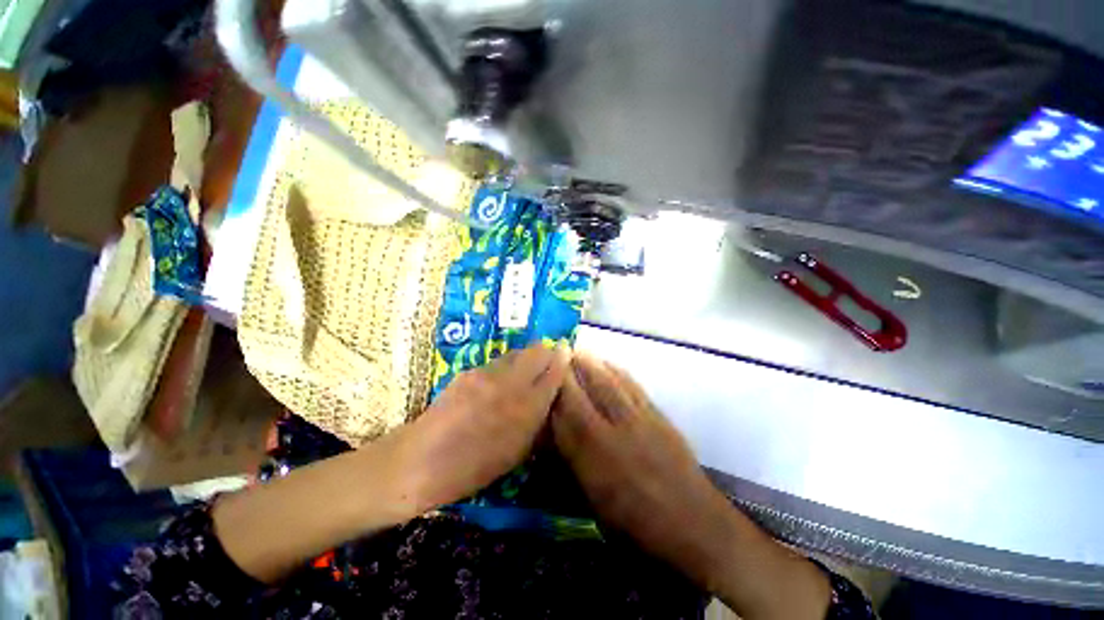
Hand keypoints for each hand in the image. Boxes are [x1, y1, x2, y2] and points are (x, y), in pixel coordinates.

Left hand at [398, 344, 569, 510]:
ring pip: (517, 353)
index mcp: (527, 409)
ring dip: (525, 357)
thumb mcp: (517, 453)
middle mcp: (511, 384)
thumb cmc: (474, 469)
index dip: (563, 359)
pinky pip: (497, 362)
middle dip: (546, 351)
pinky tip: (498, 380)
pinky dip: (505, 366)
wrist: (422, 461)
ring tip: (524, 369)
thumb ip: (538, 420)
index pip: (555, 372)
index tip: (567, 352)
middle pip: (537, 351)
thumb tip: (550, 398)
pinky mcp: (470, 371)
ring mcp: (488, 374)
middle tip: (548, 358)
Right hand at [550, 352, 732, 573]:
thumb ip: (574, 461)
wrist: (693, 521)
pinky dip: (618, 371)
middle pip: (587, 390)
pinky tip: (611, 364)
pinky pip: (633, 386)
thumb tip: (557, 433)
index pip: (565, 413)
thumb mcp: (594, 499)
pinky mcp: (658, 415)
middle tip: (559, 352)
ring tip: (580, 350)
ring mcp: (639, 418)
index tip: (543, 376)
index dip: (553, 392)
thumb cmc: (636, 522)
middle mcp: (613, 430)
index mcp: (594, 456)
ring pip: (610, 382)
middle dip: (570, 368)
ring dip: (593, 363)